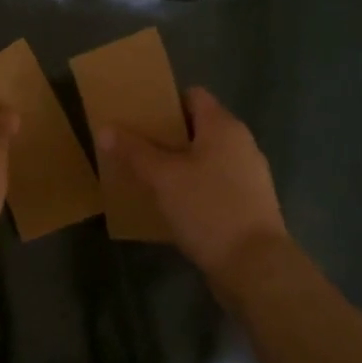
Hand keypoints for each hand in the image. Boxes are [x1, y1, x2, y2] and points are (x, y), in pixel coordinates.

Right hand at [97, 87, 287, 289]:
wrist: (256, 267)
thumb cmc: (208, 208)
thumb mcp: (162, 177)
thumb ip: (133, 151)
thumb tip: (105, 128)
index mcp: (223, 126)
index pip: (193, 95)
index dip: (165, 101)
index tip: (138, 115)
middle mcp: (241, 143)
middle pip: (199, 127)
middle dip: (167, 134)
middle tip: (135, 145)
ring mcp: (249, 175)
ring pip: (207, 157)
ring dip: (180, 162)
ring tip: (148, 175)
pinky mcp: (250, 204)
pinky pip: (215, 183)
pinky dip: (194, 186)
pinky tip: (173, 203)